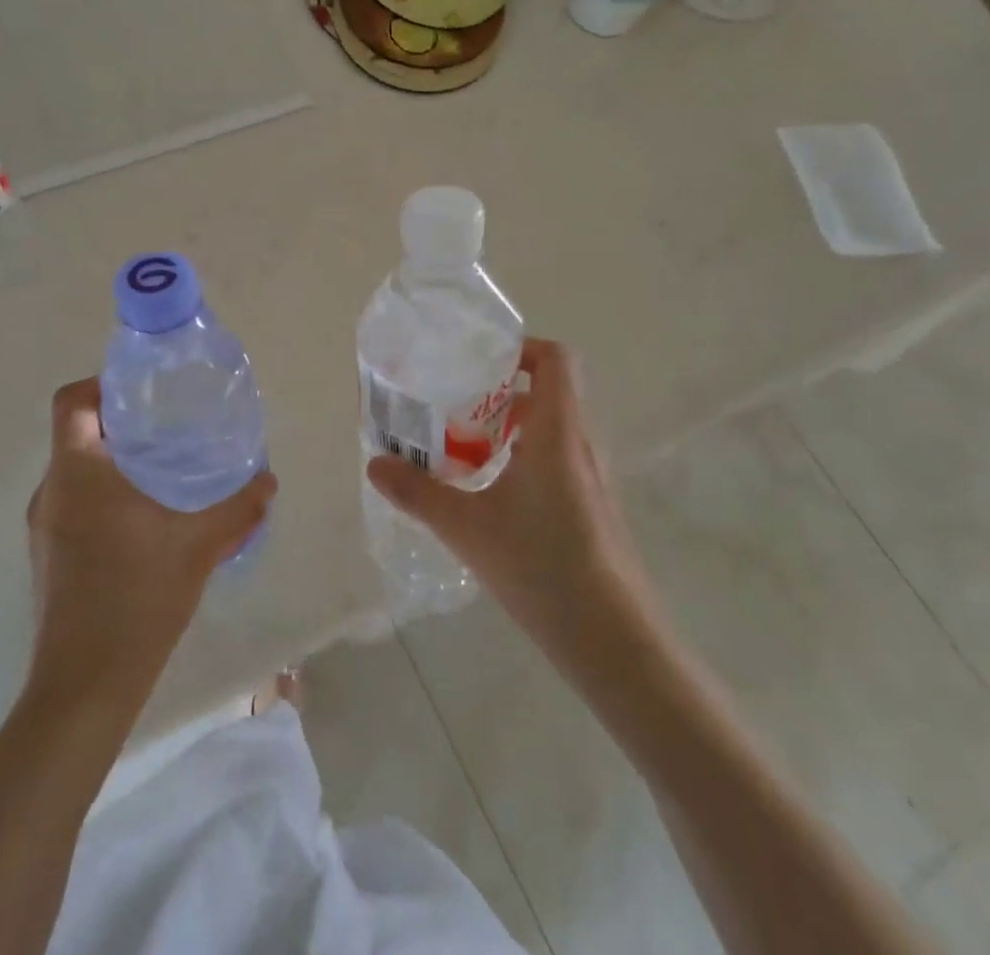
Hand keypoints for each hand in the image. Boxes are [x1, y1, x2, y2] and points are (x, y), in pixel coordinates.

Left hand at [27, 378, 275, 707]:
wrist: (86, 685)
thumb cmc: (138, 596)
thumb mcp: (199, 544)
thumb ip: (238, 507)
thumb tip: (268, 480)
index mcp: (77, 471)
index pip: (71, 401)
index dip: (101, 384)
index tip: (143, 392)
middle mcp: (52, 490)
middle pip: (76, 433)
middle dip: (119, 424)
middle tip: (167, 428)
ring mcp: (44, 526)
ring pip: (76, 471)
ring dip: (112, 463)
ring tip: (162, 472)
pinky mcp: (48, 556)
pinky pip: (75, 504)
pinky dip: (104, 496)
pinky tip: (145, 522)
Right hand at [366, 337, 662, 649]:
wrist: (614, 641)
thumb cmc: (542, 566)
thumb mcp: (467, 527)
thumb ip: (418, 492)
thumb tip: (374, 464)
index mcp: (558, 431)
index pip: (556, 359)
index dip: (521, 348)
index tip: (478, 361)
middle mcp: (581, 444)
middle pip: (549, 392)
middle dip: (500, 391)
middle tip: (454, 404)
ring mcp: (592, 478)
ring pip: (551, 430)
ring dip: (510, 428)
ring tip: (463, 447)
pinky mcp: (592, 508)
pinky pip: (557, 460)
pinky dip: (523, 459)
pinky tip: (490, 494)